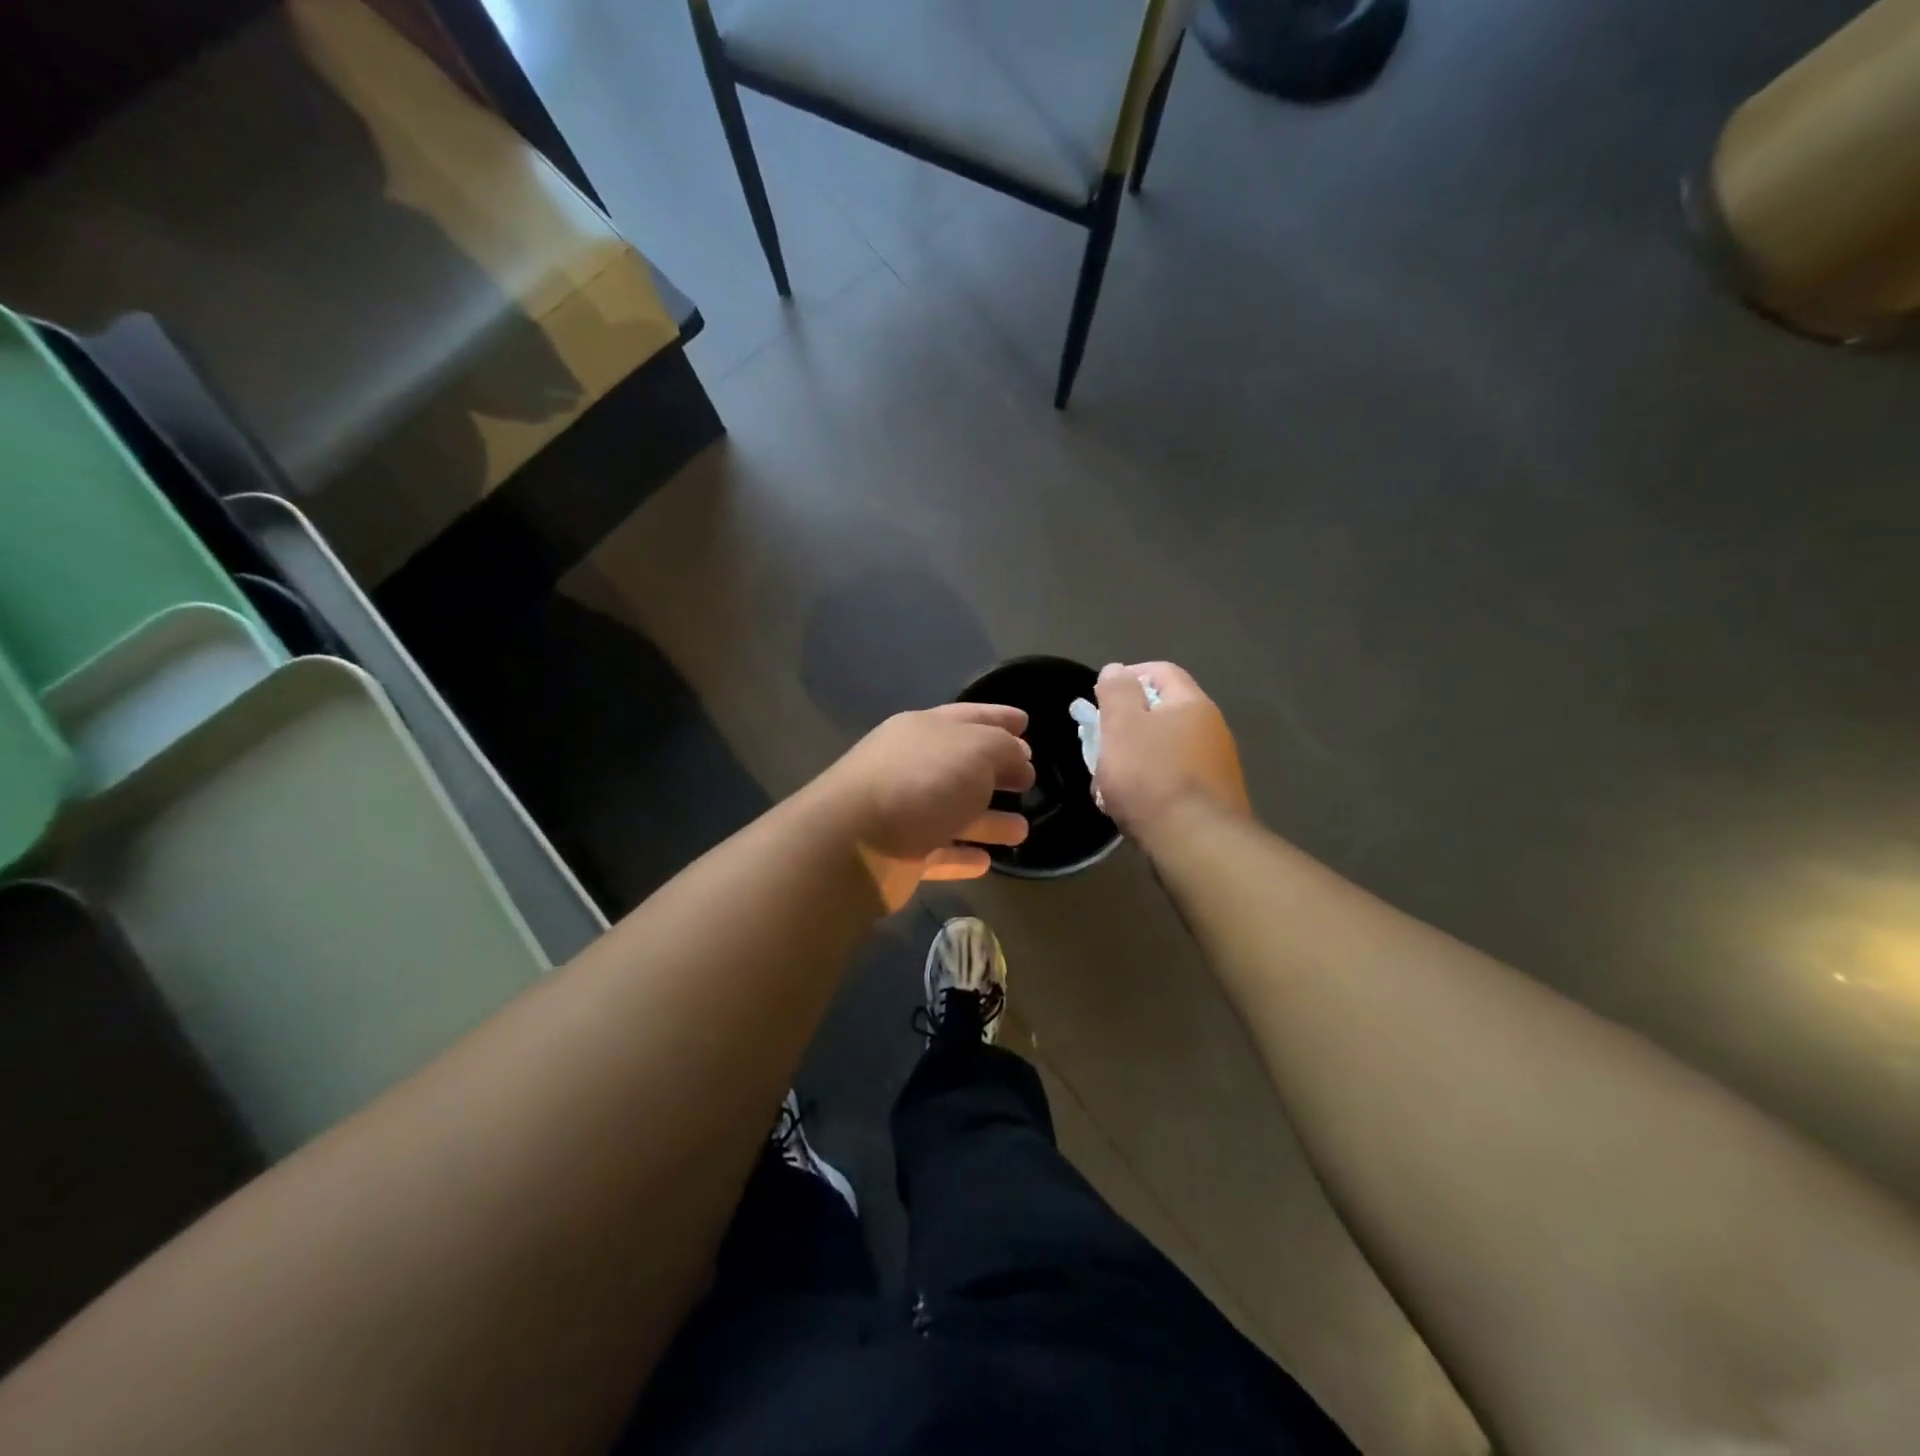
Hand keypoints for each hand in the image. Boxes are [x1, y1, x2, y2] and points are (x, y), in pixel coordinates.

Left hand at [812, 703, 1034, 910]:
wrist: (855, 843)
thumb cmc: (921, 781)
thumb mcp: (975, 750)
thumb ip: (1003, 749)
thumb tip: (1019, 759)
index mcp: (924, 730)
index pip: (969, 716)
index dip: (999, 717)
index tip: (1026, 722)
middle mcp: (912, 766)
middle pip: (962, 766)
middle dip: (997, 772)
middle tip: (1029, 780)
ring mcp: (904, 812)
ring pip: (954, 812)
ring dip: (988, 820)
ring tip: (1022, 830)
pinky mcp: (900, 855)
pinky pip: (940, 852)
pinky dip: (962, 855)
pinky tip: (986, 862)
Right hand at [1094, 661, 1249, 847]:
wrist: (1196, 843)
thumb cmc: (1152, 776)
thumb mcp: (1122, 725)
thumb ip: (1116, 691)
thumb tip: (1117, 670)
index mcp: (1192, 704)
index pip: (1160, 671)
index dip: (1126, 677)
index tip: (1099, 699)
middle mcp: (1211, 729)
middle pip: (1160, 713)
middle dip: (1124, 727)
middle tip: (1099, 745)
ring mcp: (1215, 766)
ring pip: (1162, 750)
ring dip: (1132, 761)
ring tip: (1107, 785)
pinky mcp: (1212, 799)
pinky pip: (1172, 780)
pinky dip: (1149, 786)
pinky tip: (1130, 807)